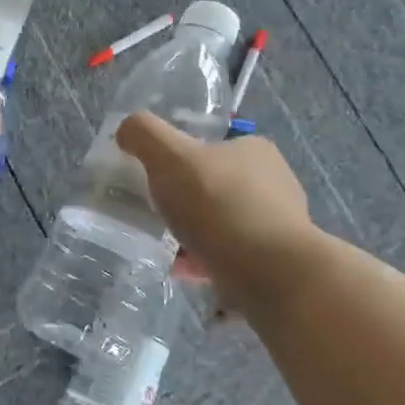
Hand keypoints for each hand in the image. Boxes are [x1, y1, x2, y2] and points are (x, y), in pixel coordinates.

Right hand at [116, 113, 323, 310]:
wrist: (270, 274)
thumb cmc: (219, 204)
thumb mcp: (169, 155)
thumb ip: (144, 134)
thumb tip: (127, 130)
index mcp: (254, 150)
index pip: (212, 146)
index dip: (181, 158)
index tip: (156, 177)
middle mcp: (273, 183)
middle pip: (214, 186)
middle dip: (185, 200)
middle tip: (154, 212)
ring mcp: (277, 225)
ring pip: (221, 223)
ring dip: (192, 233)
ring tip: (162, 246)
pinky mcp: (275, 262)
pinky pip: (228, 256)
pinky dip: (203, 261)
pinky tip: (181, 270)